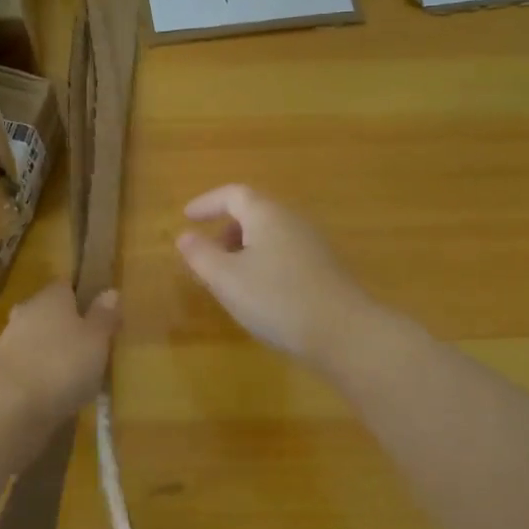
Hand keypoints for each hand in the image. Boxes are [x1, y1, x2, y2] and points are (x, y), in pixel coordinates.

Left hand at [0, 281, 120, 421]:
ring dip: (49, 355)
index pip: (67, 287)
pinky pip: (25, 369)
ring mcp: (7, 343)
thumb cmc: (61, 363)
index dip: (82, 298)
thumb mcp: (96, 340)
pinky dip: (37, 378)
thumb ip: (103, 317)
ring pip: (35, 342)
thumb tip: (110, 291)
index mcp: (52, 297)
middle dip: (64, 328)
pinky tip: (51, 396)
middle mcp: (27, 312)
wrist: (6, 405)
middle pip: (48, 314)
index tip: (98, 315)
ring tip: (73, 378)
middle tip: (87, 348)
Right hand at [176, 184, 374, 361]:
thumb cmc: (276, 299)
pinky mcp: (324, 268)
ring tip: (228, 278)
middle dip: (225, 228)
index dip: (207, 203)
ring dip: (244, 248)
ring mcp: (312, 244)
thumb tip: (185, 236)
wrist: (344, 333)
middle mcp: (292, 221)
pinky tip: (259, 293)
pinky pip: (284, 253)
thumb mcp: (227, 279)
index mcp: (266, 215)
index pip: (233, 194)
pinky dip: (263, 261)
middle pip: (254, 212)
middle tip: (206, 253)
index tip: (186, 217)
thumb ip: (201, 255)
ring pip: (270, 235)